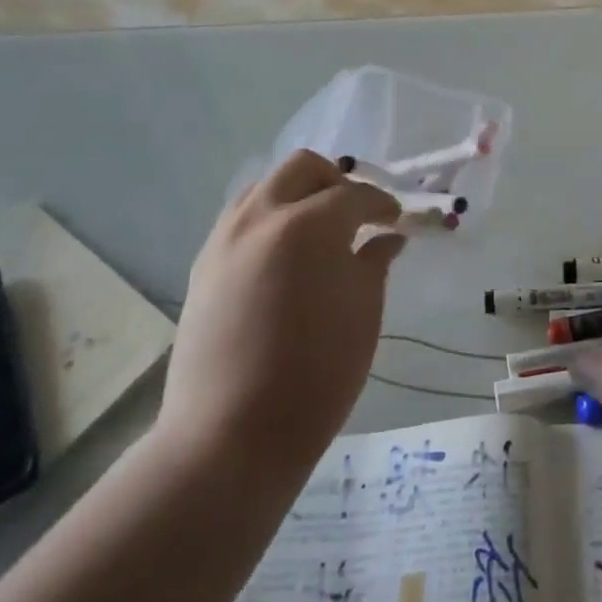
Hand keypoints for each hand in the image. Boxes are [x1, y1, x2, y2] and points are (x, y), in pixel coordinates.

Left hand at [157, 150, 403, 475]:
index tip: (397, 220)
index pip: (354, 195)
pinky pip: (242, 219)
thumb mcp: (363, 313)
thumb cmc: (316, 373)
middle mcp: (260, 217)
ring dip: (299, 196)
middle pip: (302, 168)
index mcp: (307, 225)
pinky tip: (287, 256)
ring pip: (266, 187)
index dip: (382, 203)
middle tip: (358, 214)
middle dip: (336, 181)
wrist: (232, 433)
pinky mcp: (204, 265)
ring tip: (321, 232)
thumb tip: (386, 238)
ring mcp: (224, 238)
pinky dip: (271, 219)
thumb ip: (375, 262)